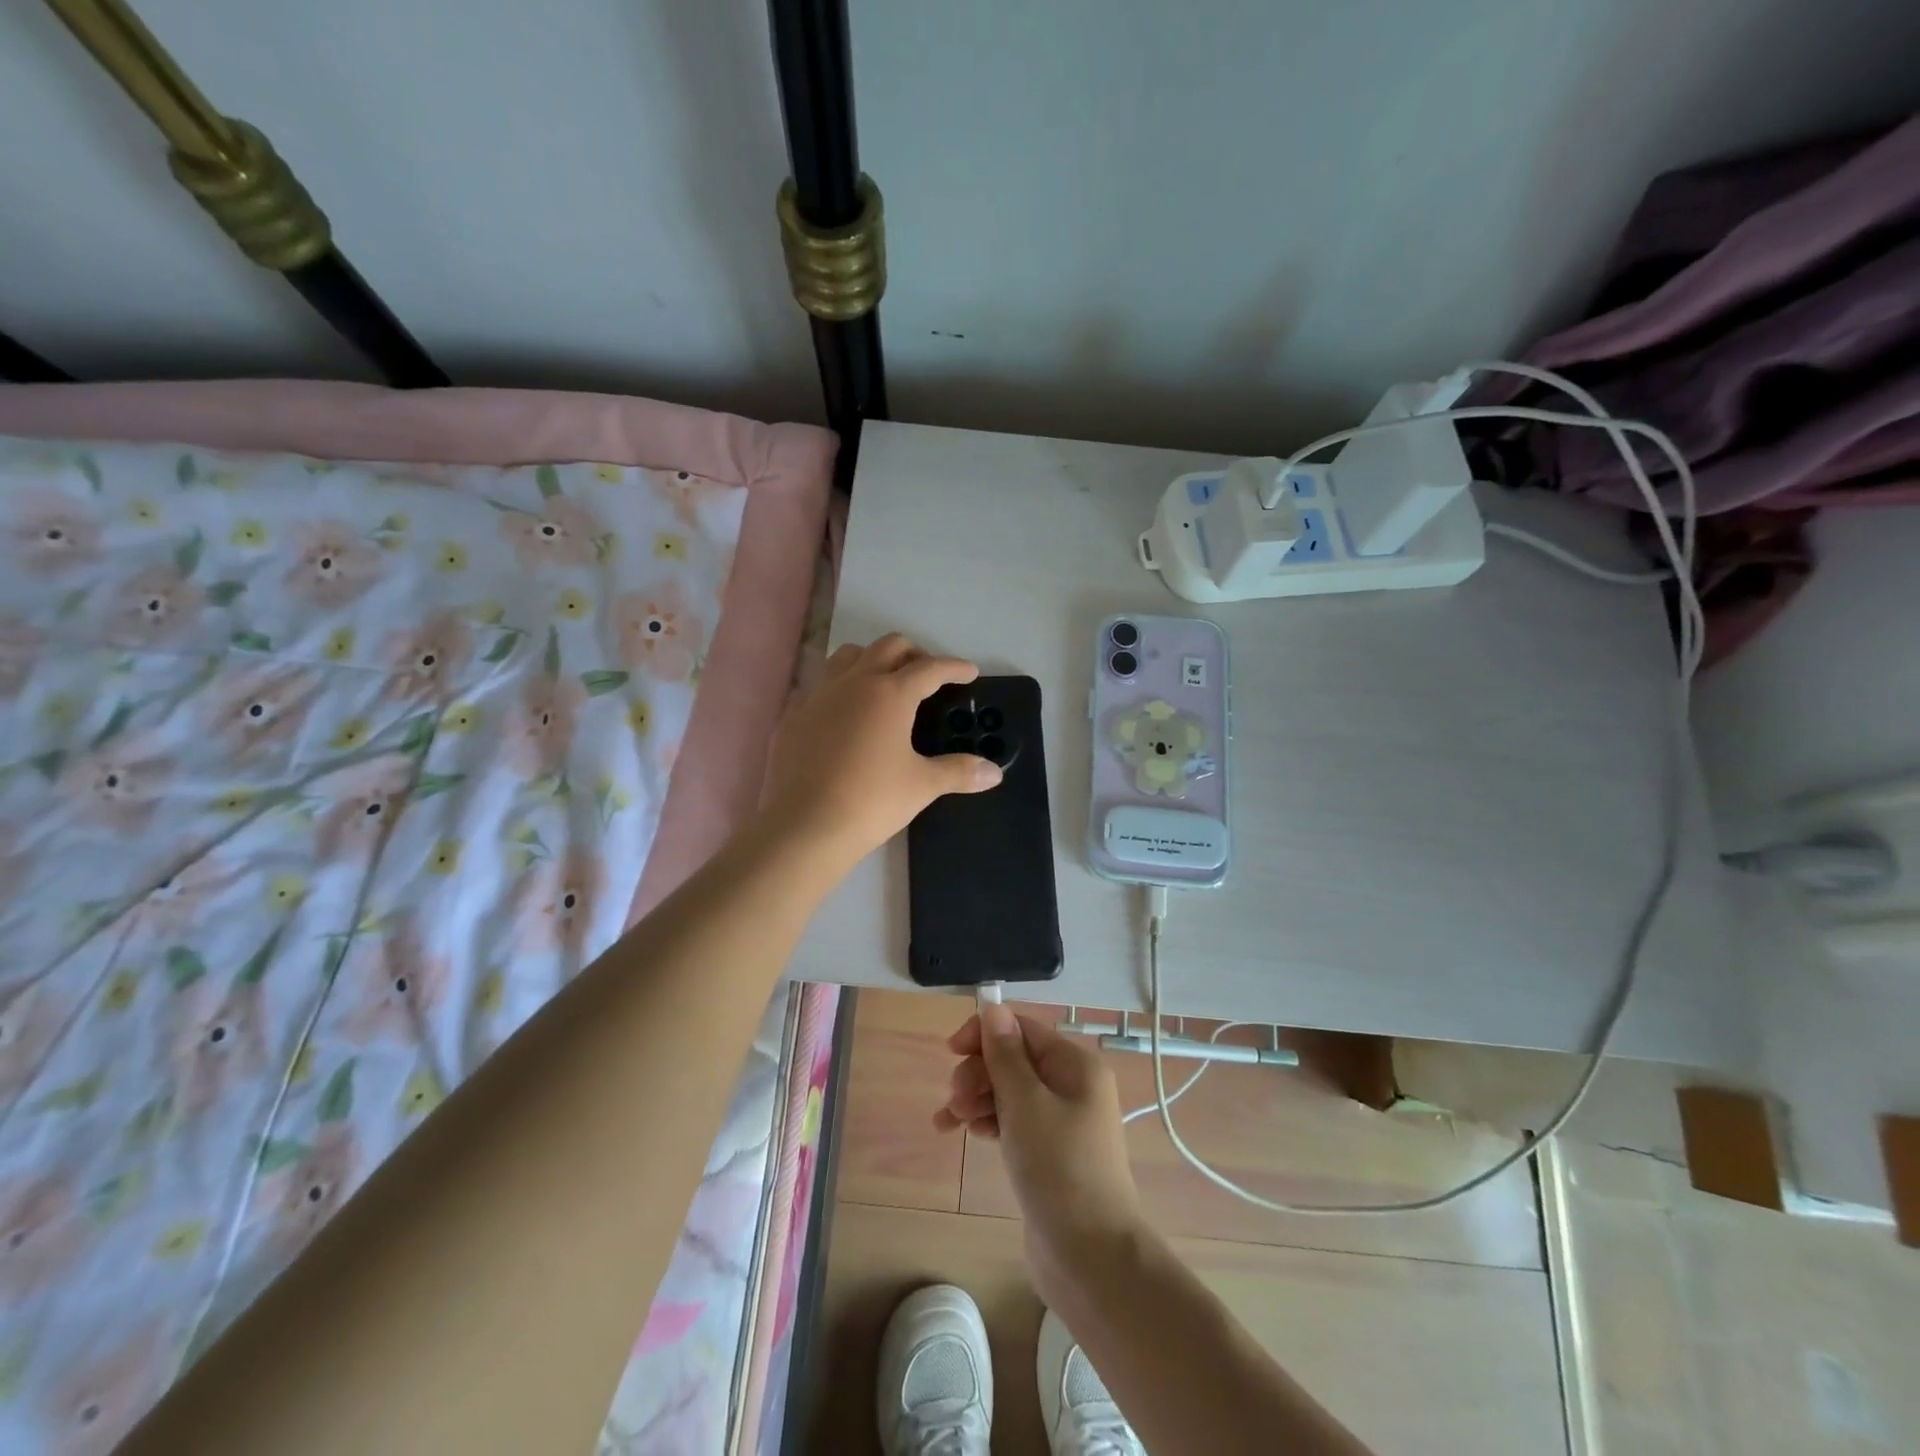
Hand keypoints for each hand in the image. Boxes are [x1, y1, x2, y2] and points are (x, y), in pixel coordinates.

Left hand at [759, 634, 1001, 871]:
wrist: (805, 825)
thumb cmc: (872, 800)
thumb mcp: (922, 785)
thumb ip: (959, 772)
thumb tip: (995, 773)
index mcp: (891, 693)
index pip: (930, 668)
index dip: (953, 668)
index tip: (968, 672)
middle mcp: (854, 682)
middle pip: (889, 647)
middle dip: (914, 654)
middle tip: (928, 676)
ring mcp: (819, 694)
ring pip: (848, 656)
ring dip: (872, 660)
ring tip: (884, 683)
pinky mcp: (793, 714)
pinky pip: (820, 685)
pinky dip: (839, 687)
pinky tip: (844, 713)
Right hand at [938, 1004, 1143, 1289]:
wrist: (1091, 1258)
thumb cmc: (1059, 1168)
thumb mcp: (1025, 1103)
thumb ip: (1005, 1054)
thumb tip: (993, 1006)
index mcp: (1076, 1065)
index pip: (1023, 1029)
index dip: (985, 1033)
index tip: (951, 1052)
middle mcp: (1073, 1085)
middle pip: (1015, 1059)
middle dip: (979, 1071)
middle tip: (955, 1100)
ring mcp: (1062, 1121)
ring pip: (1011, 1091)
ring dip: (978, 1097)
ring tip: (950, 1120)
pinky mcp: (1050, 1152)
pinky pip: (1014, 1121)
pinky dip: (989, 1121)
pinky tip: (966, 1132)